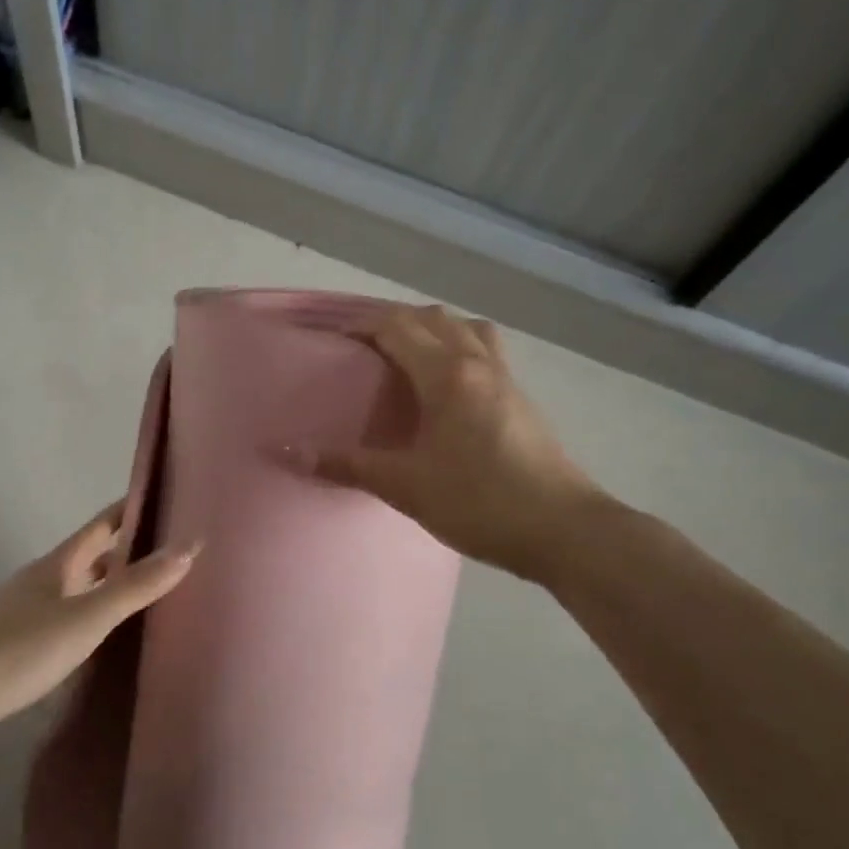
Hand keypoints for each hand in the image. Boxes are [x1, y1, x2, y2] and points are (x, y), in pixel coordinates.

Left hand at [0, 503, 198, 751]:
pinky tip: (99, 632)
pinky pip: (65, 613)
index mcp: (57, 565)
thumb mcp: (86, 618)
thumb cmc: (20, 649)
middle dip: (124, 547)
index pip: (101, 525)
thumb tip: (189, 546)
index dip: (130, 509)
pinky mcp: (16, 642)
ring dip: (107, 581)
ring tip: (143, 588)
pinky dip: (89, 611)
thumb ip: (136, 586)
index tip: (164, 498)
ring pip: (76, 585)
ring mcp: (24, 610)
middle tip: (168, 547)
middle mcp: (41, 579)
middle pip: (89, 554)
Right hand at [304, 304, 599, 574]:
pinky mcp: (520, 399)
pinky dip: (457, 348)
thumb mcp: (405, 486)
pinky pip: (484, 351)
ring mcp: (506, 379)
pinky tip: (444, 386)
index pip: (397, 327)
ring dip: (431, 330)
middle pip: (431, 318)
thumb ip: (347, 464)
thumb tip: (286, 452)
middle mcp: (478, 363)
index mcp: (447, 374)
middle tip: (359, 345)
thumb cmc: (480, 502)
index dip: (359, 323)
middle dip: (392, 321)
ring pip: (465, 329)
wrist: (563, 530)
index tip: (329, 333)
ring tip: (405, 355)